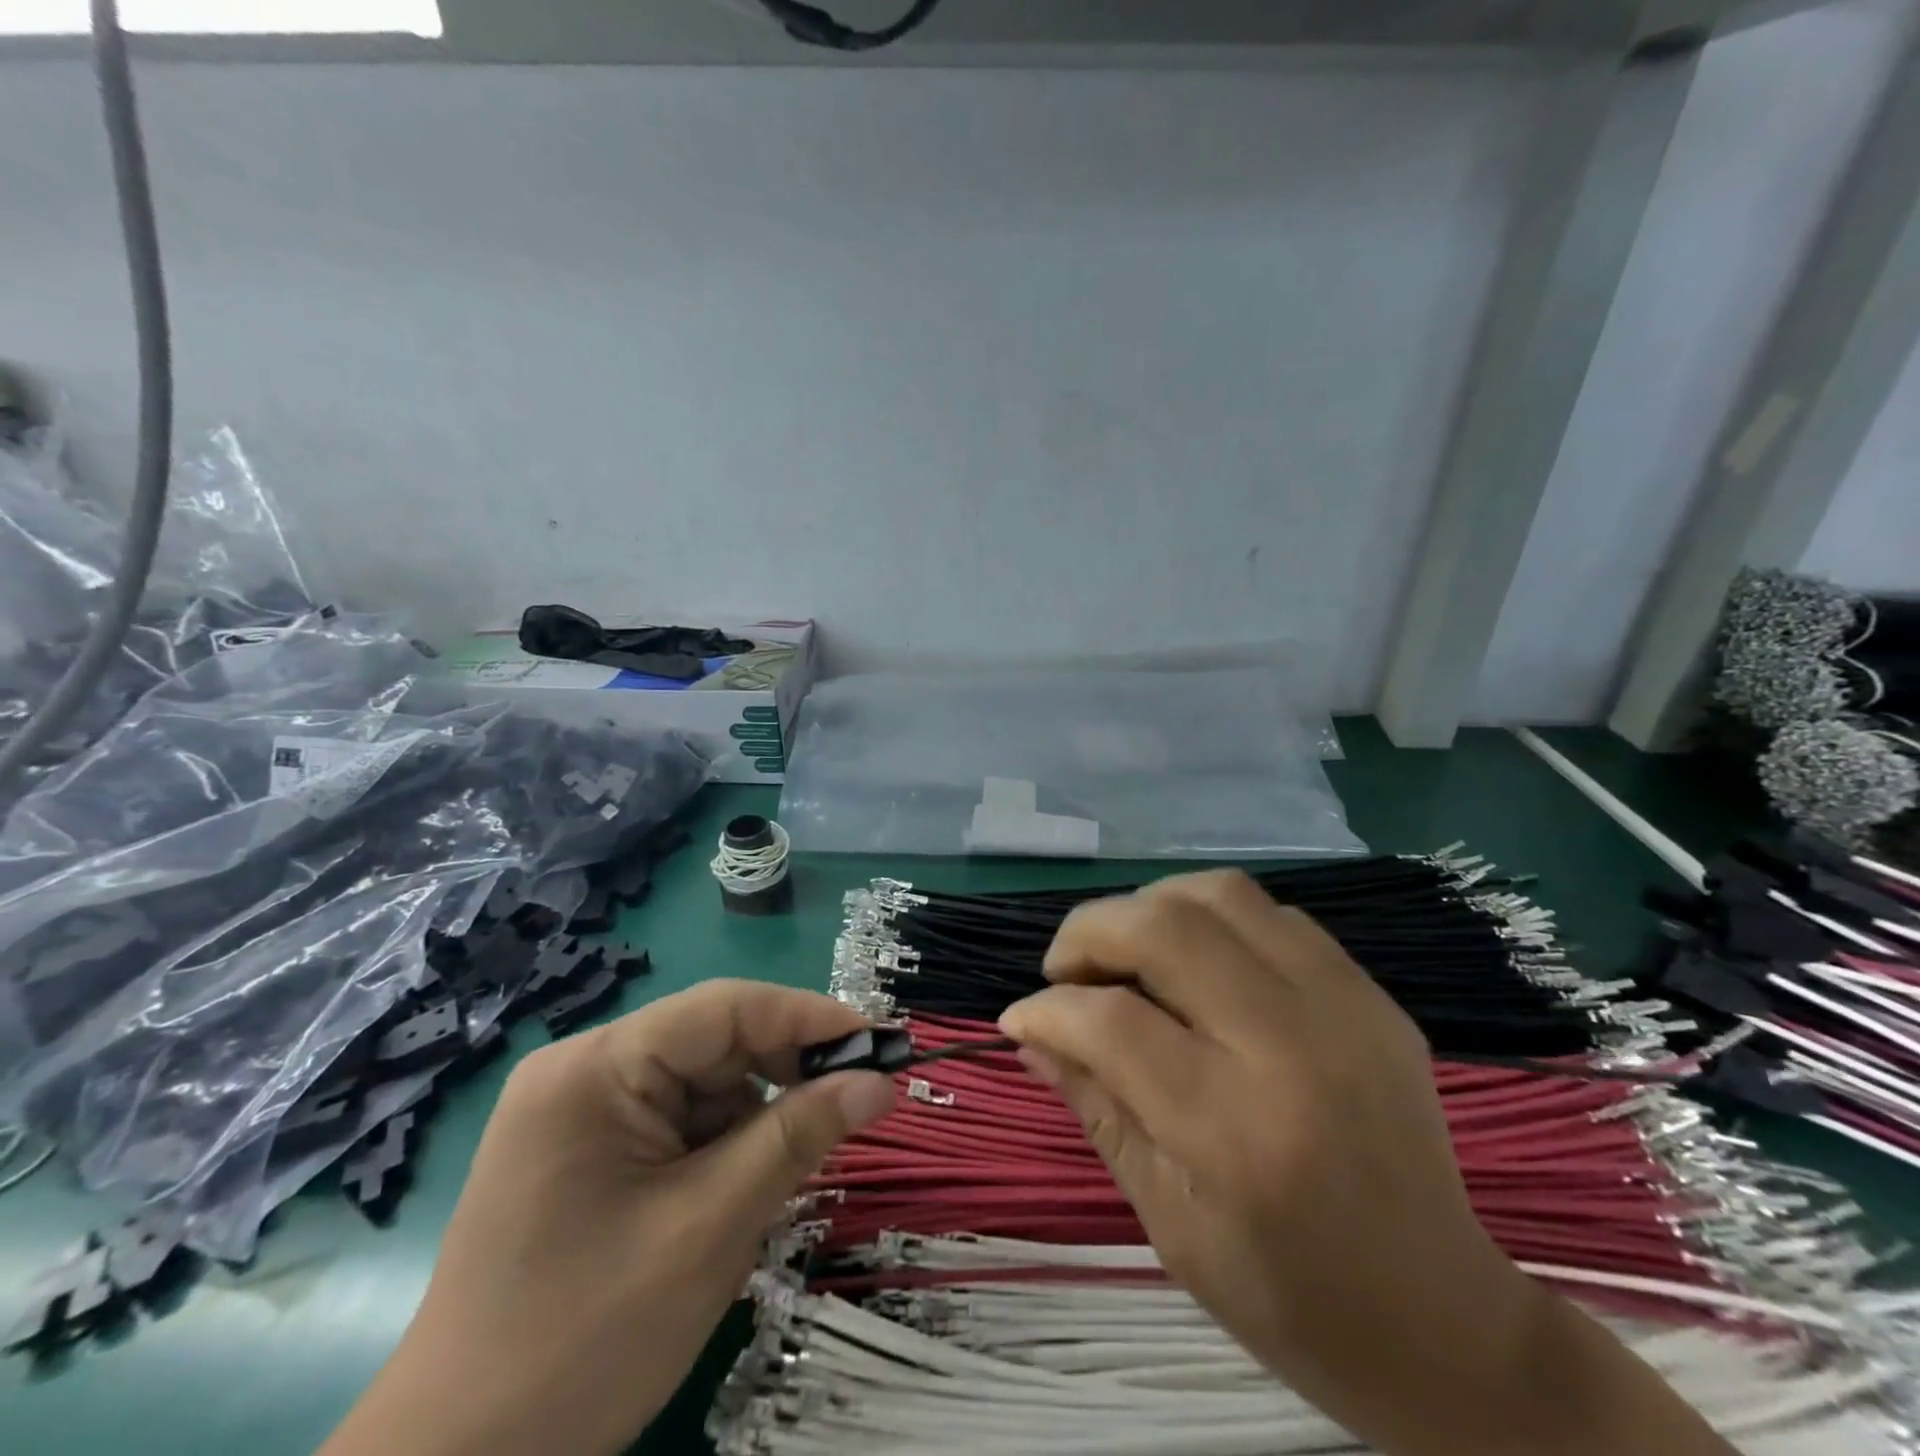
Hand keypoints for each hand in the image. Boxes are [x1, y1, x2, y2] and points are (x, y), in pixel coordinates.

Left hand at [320, 981, 895, 1455]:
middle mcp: (585, 1070)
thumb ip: (799, 1137)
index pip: (724, 1008)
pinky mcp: (587, 1151)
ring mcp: (580, 1111)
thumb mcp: (711, 1227)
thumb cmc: (585, 1340)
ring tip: (793, 1166)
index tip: (879, 1043)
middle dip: (784, 1072)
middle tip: (856, 1102)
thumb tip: (880, 1081)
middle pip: (713, 1042)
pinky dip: (723, 1145)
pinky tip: (740, 1190)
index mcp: (597, 1067)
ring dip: (756, 1117)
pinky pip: (678, 1121)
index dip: (808, 1018)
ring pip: (702, 1084)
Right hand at [1000, 870, 1733, 1455]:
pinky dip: (1210, 918)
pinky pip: (1270, 913)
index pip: (1111, 1023)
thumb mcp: (1167, 1221)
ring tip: (1126, 953)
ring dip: (1149, 907)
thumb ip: (1096, 1106)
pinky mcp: (1371, 994)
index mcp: (1235, 1134)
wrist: (1449, 1323)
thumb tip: (1031, 1028)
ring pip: (1218, 894)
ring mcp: (1343, 1008)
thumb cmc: (1289, 1299)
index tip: (1022, 1016)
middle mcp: (1292, 1049)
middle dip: (1087, 932)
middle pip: (1163, 928)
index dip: (1047, 1008)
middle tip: (1065, 970)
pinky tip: (1196, 964)